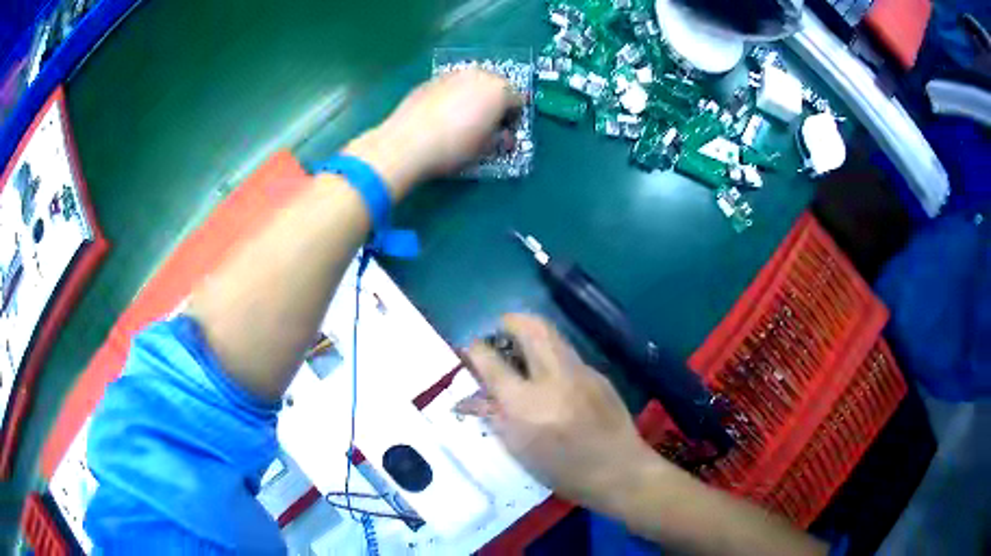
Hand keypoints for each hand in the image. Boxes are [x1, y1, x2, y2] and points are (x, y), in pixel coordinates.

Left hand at [344, 68, 521, 198]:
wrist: (407, 143)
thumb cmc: (454, 147)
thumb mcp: (484, 149)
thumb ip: (500, 139)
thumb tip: (504, 136)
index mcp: (499, 90)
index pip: (518, 101)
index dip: (513, 118)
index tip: (504, 132)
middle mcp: (479, 75)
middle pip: (496, 86)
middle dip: (495, 102)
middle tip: (486, 123)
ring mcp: (453, 74)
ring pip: (472, 83)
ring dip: (474, 97)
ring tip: (463, 118)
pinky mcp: (430, 80)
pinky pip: (451, 86)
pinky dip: (453, 96)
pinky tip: (442, 115)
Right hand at [457, 314, 660, 510]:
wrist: (620, 471)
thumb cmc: (563, 472)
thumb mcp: (519, 450)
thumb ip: (494, 417)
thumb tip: (470, 398)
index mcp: (526, 405)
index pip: (491, 362)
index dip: (474, 350)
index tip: (470, 350)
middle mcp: (554, 379)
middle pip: (529, 328)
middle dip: (510, 321)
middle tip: (500, 332)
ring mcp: (581, 373)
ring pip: (552, 334)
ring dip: (531, 334)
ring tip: (522, 352)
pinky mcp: (598, 374)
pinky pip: (568, 354)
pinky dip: (552, 356)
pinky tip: (552, 380)